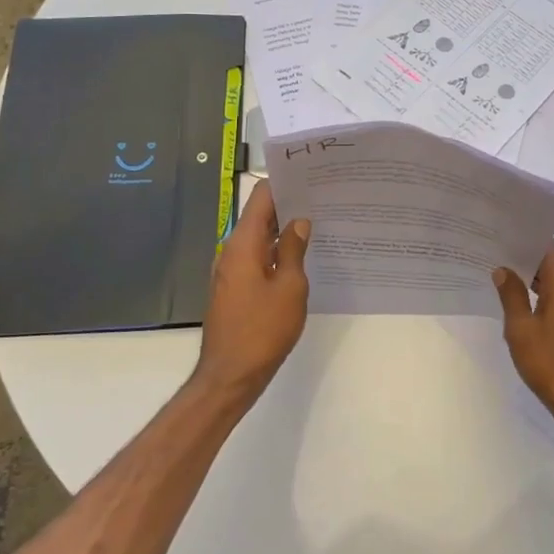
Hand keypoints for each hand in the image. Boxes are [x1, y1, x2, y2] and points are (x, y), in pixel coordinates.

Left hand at [194, 180, 311, 399]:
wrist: (230, 375)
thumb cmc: (263, 330)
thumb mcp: (290, 288)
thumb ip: (295, 251)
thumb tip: (299, 223)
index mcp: (243, 244)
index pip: (261, 197)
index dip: (284, 184)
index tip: (311, 178)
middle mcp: (231, 251)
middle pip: (259, 216)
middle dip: (288, 205)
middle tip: (323, 200)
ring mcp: (230, 271)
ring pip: (259, 238)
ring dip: (283, 231)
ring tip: (318, 224)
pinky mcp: (234, 288)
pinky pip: (256, 258)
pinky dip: (276, 252)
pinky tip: (300, 258)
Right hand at [493, 246, 553, 435]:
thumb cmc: (553, 364)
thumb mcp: (522, 330)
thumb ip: (512, 295)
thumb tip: (503, 269)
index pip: (547, 246)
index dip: (525, 237)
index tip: (501, 231)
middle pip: (552, 263)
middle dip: (525, 257)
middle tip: (494, 251)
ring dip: (533, 279)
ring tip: (502, 274)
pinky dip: (542, 296)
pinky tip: (522, 303)